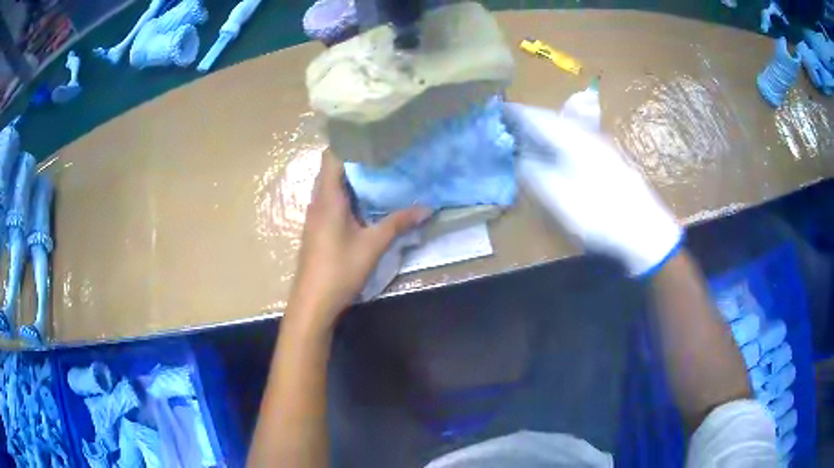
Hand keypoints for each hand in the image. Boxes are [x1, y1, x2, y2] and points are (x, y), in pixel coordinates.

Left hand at [288, 150, 429, 329]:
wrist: (313, 302)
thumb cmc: (340, 270)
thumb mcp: (373, 245)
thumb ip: (398, 223)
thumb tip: (427, 207)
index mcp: (328, 198)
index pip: (332, 156)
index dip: (349, 142)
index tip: (374, 135)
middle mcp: (318, 201)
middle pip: (332, 168)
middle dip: (356, 158)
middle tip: (384, 151)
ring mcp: (316, 215)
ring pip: (332, 185)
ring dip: (352, 177)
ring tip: (380, 169)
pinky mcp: (318, 227)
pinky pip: (332, 200)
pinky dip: (348, 193)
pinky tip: (367, 200)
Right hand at [504, 103, 681, 275]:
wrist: (644, 230)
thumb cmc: (598, 213)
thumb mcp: (557, 196)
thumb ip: (532, 171)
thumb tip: (518, 155)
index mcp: (571, 138)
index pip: (536, 116)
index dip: (514, 113)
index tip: (495, 112)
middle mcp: (585, 134)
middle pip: (551, 119)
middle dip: (528, 120)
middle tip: (507, 127)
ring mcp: (600, 146)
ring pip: (564, 129)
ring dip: (544, 131)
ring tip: (526, 138)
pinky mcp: (608, 159)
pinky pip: (575, 141)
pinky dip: (558, 143)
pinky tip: (556, 154)